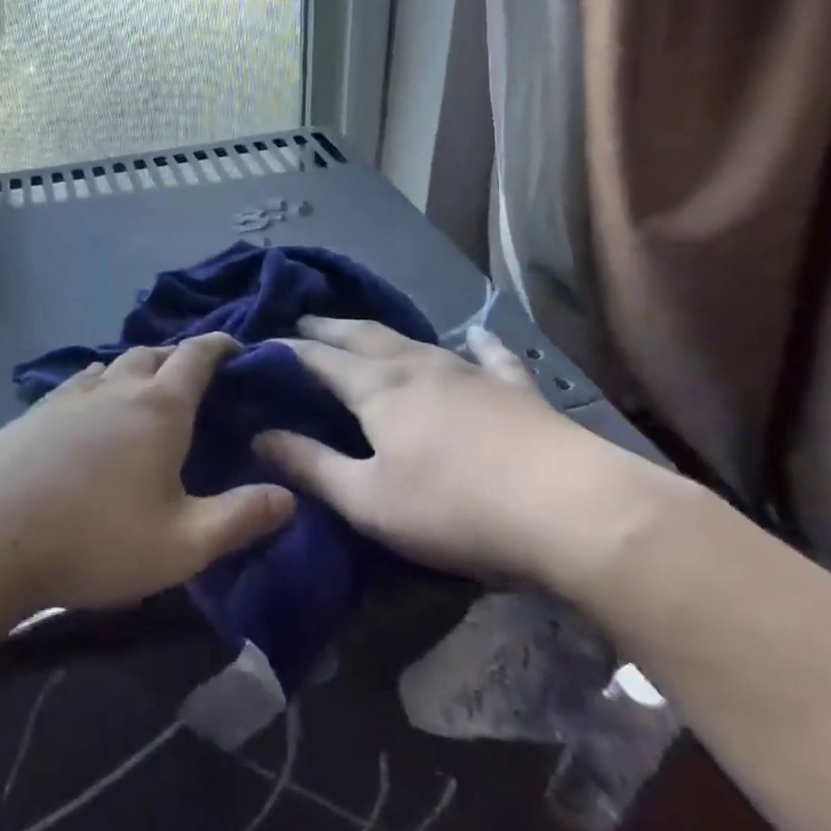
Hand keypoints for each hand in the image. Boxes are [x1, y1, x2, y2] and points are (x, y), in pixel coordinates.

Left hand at [0, 333, 294, 626]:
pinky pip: (76, 385)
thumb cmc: (94, 540)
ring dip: (135, 369)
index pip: (197, 356)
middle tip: (196, 378)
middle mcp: (113, 388)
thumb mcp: (183, 544)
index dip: (221, 345)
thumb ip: (241, 519)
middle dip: (179, 357)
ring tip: (146, 391)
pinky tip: (90, 410)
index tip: (238, 346)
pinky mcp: (30, 416)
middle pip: (152, 353)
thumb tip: (291, 497)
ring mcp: (66, 398)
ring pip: (110, 366)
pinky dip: (97, 385)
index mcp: (158, 408)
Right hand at [255, 318, 653, 584]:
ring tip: (362, 329)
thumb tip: (260, 436)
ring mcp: (469, 372)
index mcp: (377, 389)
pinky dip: (478, 342)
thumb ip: (310, 466)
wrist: (572, 509)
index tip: (259, 346)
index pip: (318, 359)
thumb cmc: (454, 508)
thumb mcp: (367, 499)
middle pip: (362, 336)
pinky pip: (490, 356)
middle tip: (303, 321)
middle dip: (328, 328)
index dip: (286, 351)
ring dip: (380, 332)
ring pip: (414, 339)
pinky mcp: (513, 389)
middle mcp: (418, 366)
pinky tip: (478, 332)